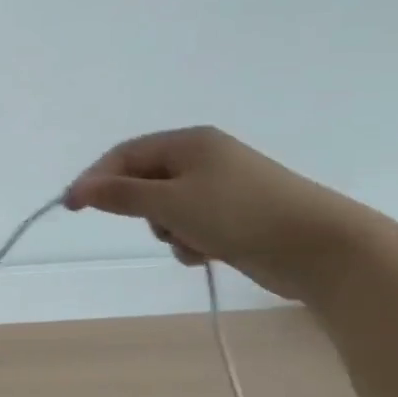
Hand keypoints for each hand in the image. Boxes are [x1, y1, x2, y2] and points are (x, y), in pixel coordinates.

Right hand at [63, 127, 366, 301]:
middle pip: (145, 180)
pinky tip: (206, 254)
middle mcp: (205, 158)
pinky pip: (193, 223)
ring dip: (169, 229)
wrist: (324, 249)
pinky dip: (191, 240)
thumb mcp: (170, 203)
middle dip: (142, 209)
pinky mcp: (238, 216)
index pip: (125, 154)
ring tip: (190, 244)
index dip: (96, 179)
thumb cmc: (240, 215)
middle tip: (155, 227)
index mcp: (189, 142)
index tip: (73, 208)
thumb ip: (120, 195)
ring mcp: (224, 187)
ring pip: (168, 207)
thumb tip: (79, 189)